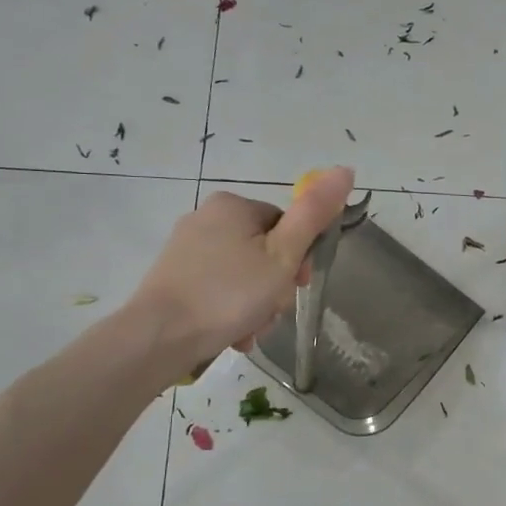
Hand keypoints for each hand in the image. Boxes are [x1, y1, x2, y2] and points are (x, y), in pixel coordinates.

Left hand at [125, 167, 355, 382]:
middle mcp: (206, 218)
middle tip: (271, 313)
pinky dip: (231, 311)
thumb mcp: (283, 255)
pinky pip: (218, 290)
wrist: (160, 336)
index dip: (299, 259)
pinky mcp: (174, 277)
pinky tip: (232, 334)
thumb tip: (345, 170)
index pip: (286, 226)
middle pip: (264, 253)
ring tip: (250, 330)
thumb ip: (314, 214)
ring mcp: (186, 249)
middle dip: (274, 288)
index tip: (297, 286)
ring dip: (256, 305)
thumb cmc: (230, 293)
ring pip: (243, 276)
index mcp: (234, 205)